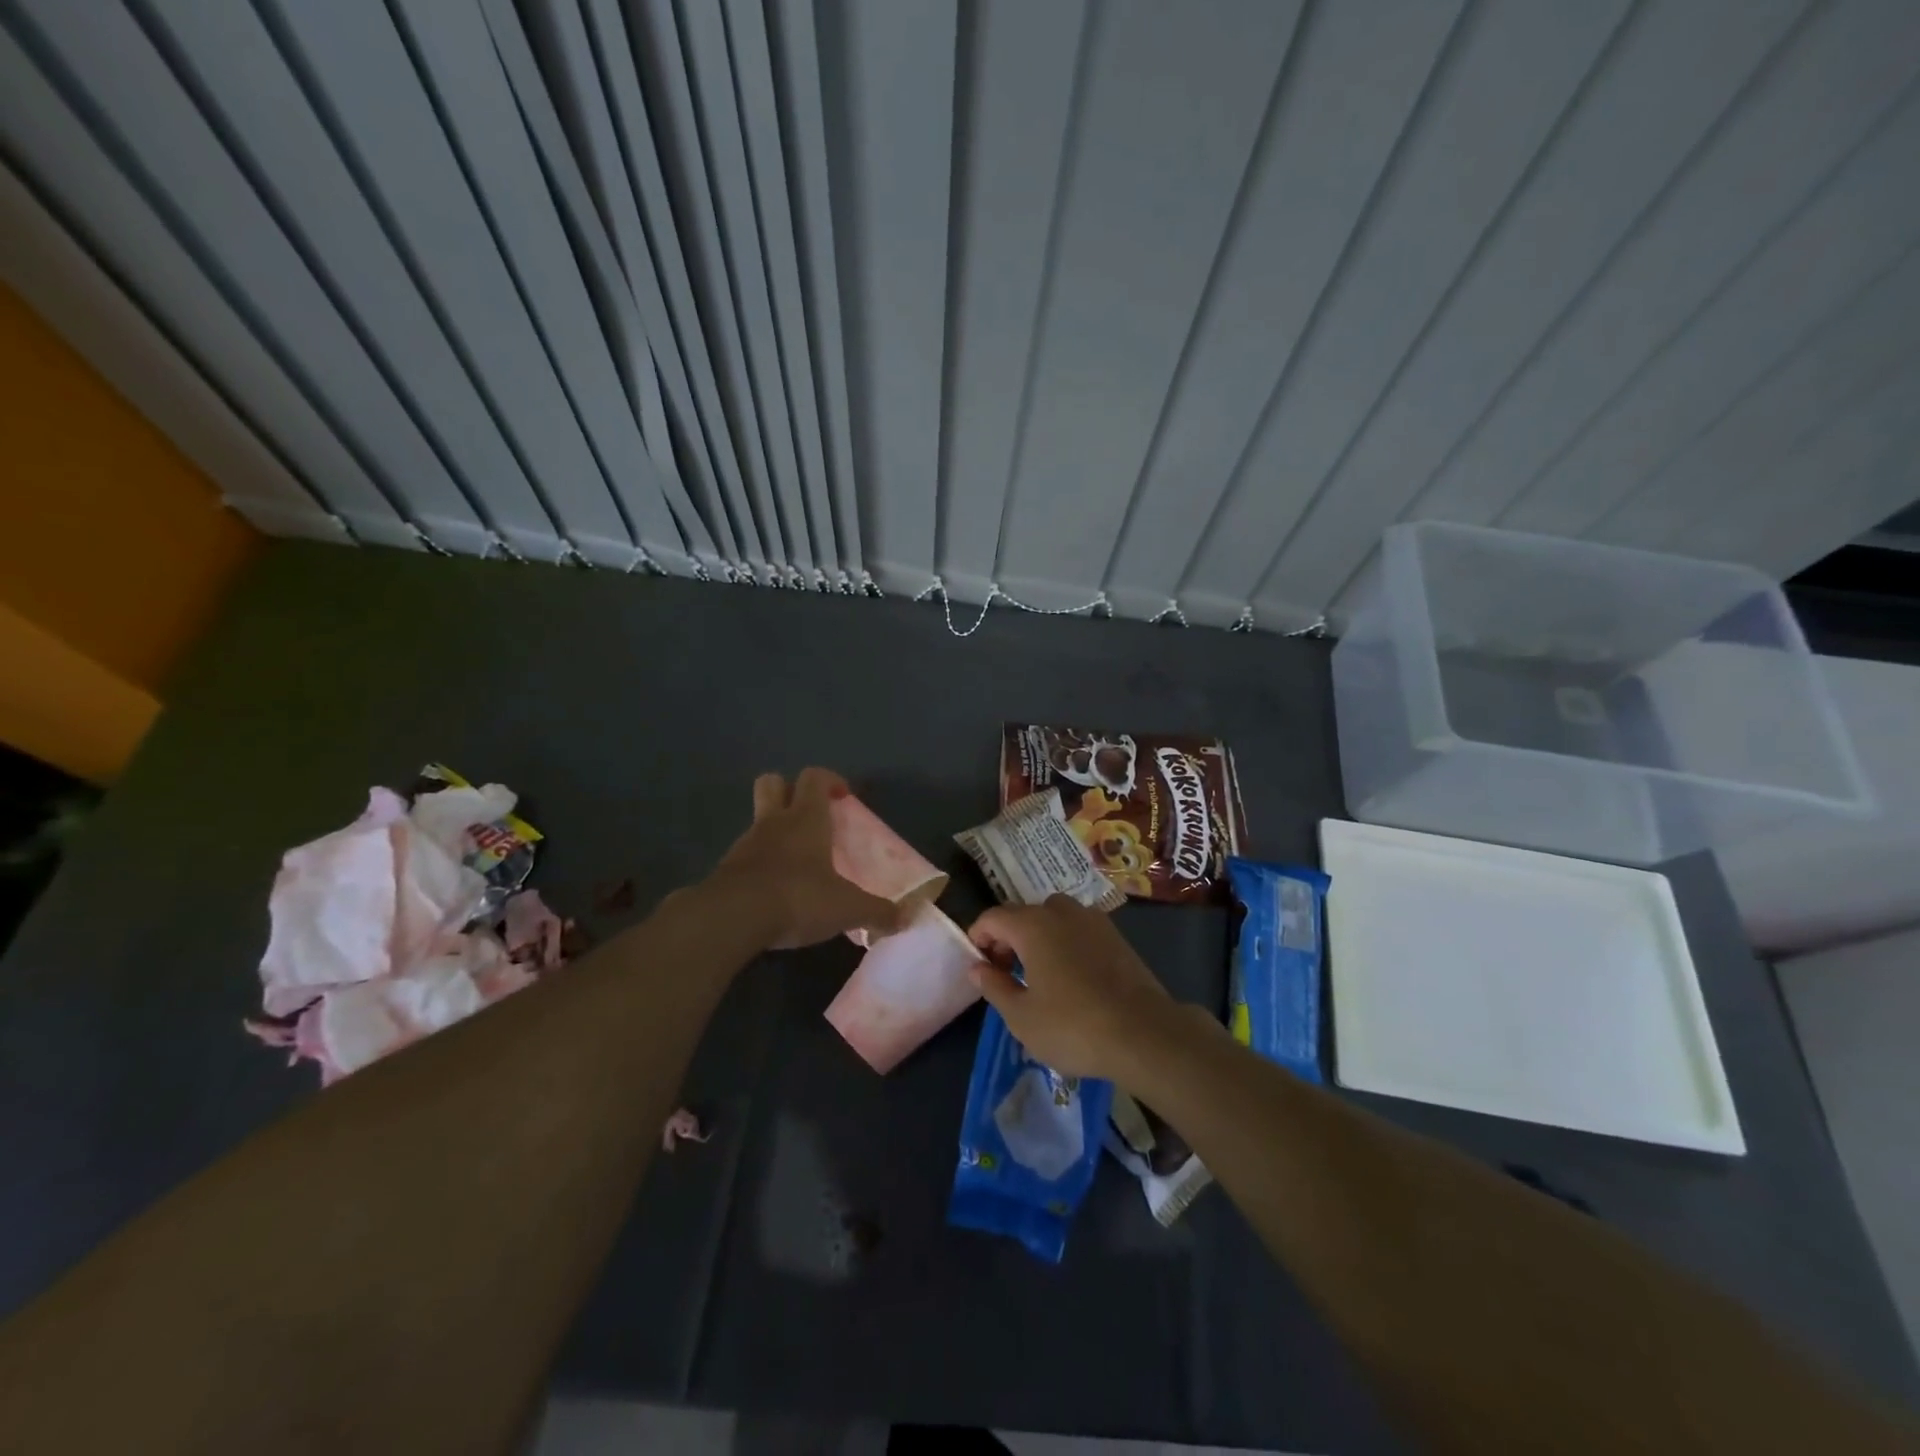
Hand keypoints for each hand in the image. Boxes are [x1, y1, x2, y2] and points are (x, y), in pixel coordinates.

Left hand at [708, 768, 900, 949]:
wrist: (730, 919)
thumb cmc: (797, 897)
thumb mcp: (847, 908)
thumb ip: (878, 912)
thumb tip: (907, 918)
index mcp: (805, 818)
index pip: (814, 777)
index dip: (829, 780)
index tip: (844, 797)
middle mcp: (773, 822)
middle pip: (773, 783)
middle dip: (790, 790)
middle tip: (812, 815)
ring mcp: (746, 844)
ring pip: (759, 820)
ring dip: (776, 831)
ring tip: (798, 862)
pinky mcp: (726, 870)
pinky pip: (747, 855)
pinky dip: (761, 864)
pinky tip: (776, 890)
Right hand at [966, 895, 1174, 1081]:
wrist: (1144, 1033)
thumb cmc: (1073, 1026)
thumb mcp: (1021, 1017)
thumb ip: (994, 986)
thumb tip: (977, 967)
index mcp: (1033, 925)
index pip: (993, 917)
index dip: (979, 937)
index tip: (979, 966)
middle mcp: (1062, 912)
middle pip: (1024, 913)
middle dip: (1008, 937)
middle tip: (1006, 973)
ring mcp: (1094, 921)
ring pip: (1055, 917)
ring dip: (1039, 936)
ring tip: (1039, 973)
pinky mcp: (1116, 936)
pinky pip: (1079, 929)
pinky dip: (1066, 942)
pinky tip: (1072, 976)